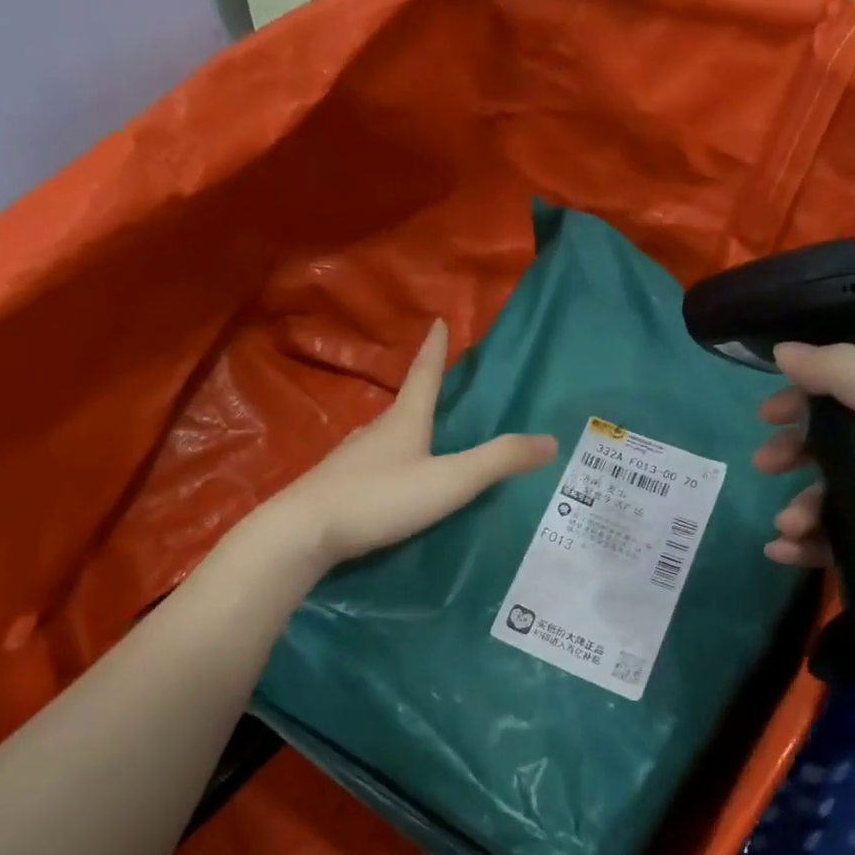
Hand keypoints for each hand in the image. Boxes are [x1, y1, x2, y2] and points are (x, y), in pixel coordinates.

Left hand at [262, 320, 557, 570]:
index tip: (437, 322)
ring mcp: (351, 460)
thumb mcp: (448, 481)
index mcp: (404, 422)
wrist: (303, 532)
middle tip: (442, 391)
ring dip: (405, 432)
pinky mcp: (336, 486)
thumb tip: (551, 440)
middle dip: (422, 394)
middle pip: (404, 406)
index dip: (434, 350)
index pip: (424, 376)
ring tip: (422, 439)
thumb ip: (497, 461)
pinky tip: (391, 482)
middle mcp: (375, 432)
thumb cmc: (380, 498)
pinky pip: (371, 466)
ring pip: (385, 437)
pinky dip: (389, 465)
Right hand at [754, 342, 854, 656]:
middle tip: (764, 468)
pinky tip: (788, 554)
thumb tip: (784, 349)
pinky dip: (818, 544)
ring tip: (788, 529)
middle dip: (801, 454)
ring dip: (807, 507)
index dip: (812, 395)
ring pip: (849, 494)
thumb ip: (845, 374)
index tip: (766, 415)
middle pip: (850, 439)